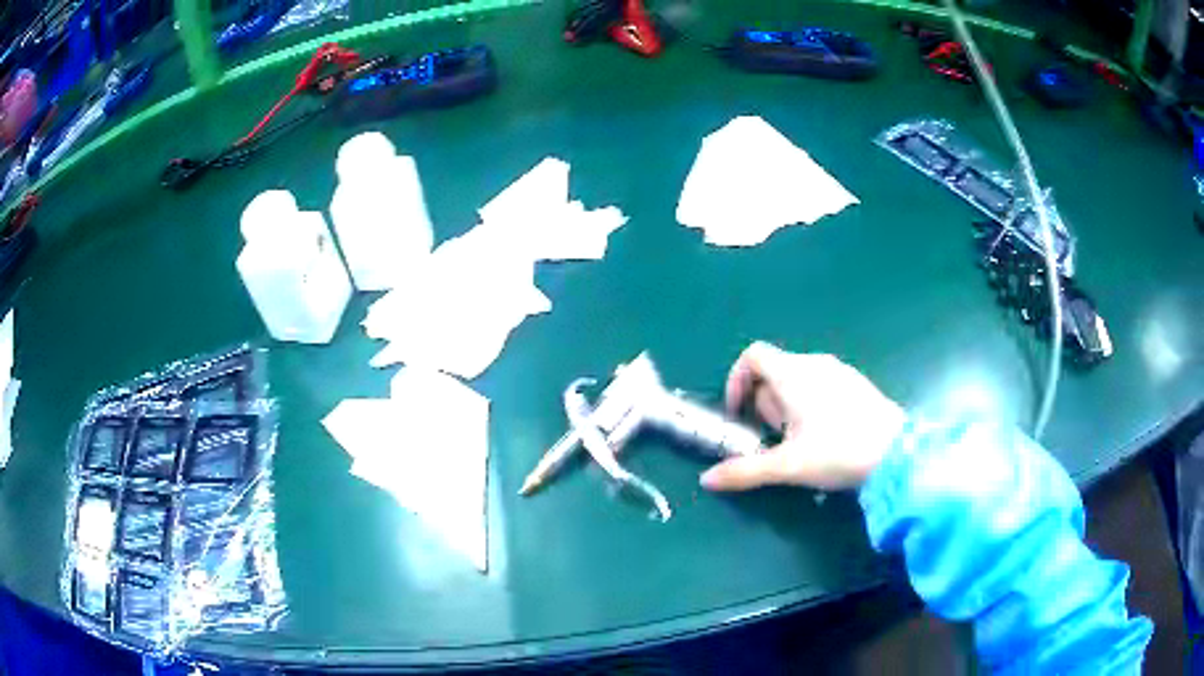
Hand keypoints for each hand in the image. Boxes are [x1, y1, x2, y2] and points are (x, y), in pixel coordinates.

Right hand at [700, 342, 906, 491]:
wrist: (896, 453)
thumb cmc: (838, 452)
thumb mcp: (787, 466)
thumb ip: (744, 471)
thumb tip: (707, 481)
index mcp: (793, 374)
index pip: (753, 356)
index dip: (737, 380)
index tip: (740, 413)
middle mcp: (814, 364)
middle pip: (774, 370)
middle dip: (764, 403)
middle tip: (773, 437)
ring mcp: (839, 371)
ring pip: (798, 378)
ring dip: (787, 405)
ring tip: (799, 440)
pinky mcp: (856, 384)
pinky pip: (821, 384)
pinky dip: (810, 403)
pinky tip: (825, 435)